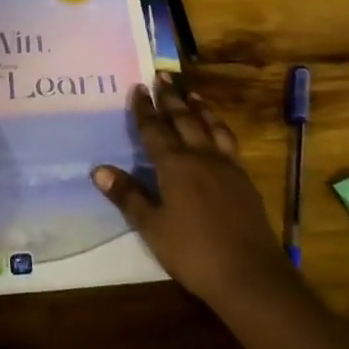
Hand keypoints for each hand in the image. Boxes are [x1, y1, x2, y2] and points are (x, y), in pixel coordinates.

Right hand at [92, 79, 297, 311]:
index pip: (154, 129)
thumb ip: (128, 196)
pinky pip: (228, 140)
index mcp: (175, 165)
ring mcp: (226, 165)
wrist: (249, 273)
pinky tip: (218, 130)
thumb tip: (99, 169)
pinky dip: (219, 126)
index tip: (138, 87)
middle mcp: (200, 156)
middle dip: (170, 97)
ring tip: (190, 92)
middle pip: (183, 119)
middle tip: (161, 76)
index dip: (144, 108)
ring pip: (210, 125)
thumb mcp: (152, 228)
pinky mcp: (243, 177)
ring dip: (198, 107)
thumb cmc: (193, 251)